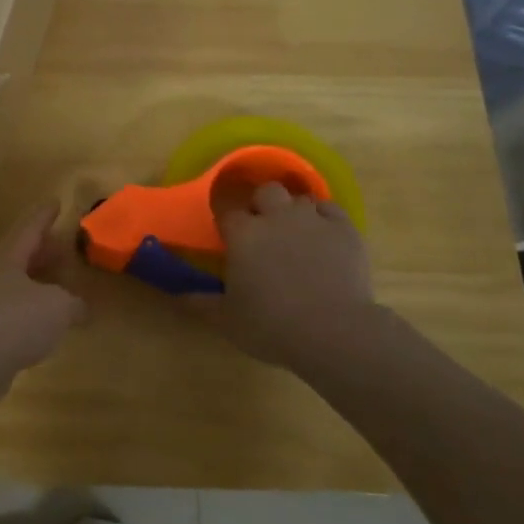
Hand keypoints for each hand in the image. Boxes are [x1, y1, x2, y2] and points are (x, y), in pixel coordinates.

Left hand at [0, 203, 86, 406]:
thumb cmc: (17, 321)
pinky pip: (19, 310)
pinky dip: (37, 309)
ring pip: (20, 283)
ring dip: (41, 281)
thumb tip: (81, 307)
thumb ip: (74, 303)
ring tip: (63, 283)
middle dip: (44, 249)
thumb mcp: (58, 307)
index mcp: (10, 258)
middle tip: (64, 246)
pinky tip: (51, 320)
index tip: (56, 202)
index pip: (31, 228)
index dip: (45, 215)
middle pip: (23, 255)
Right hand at [192, 181, 375, 366]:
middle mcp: (276, 217)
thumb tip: (178, 295)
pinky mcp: (344, 229)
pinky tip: (323, 235)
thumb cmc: (271, 326)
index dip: (227, 220)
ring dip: (294, 211)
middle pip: (266, 191)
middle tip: (263, 230)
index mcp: (242, 234)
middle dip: (263, 204)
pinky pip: (331, 209)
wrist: (334, 332)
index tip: (228, 234)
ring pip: (299, 198)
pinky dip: (324, 217)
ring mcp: (313, 220)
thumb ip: (200, 302)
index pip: (226, 210)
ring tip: (295, 234)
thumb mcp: (226, 319)